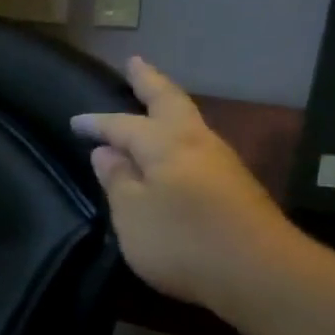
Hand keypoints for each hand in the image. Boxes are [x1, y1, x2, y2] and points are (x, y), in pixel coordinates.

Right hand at [73, 57, 300, 315]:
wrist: (259, 272)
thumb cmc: (182, 241)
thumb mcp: (132, 214)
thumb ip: (118, 181)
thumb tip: (106, 152)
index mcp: (164, 144)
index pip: (122, 125)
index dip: (97, 123)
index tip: (75, 122)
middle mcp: (195, 142)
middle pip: (169, 101)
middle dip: (149, 81)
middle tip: (134, 62)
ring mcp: (221, 162)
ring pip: (189, 121)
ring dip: (169, 105)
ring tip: (154, 101)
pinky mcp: (236, 185)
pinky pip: (198, 145)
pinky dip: (180, 134)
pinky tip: (176, 148)